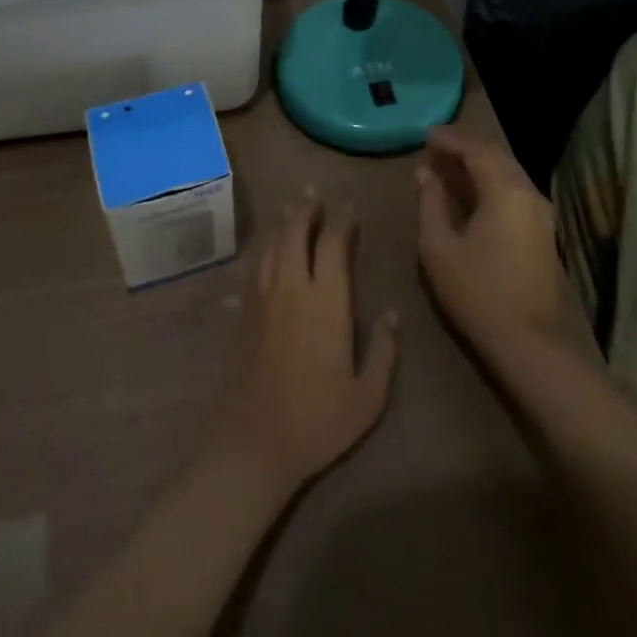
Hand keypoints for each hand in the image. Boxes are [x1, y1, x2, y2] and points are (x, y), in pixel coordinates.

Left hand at [204, 191, 399, 501]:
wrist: (254, 443)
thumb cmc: (318, 420)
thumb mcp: (368, 395)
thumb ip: (384, 350)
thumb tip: (394, 313)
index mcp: (325, 301)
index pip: (332, 244)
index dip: (341, 221)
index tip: (349, 207)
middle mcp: (290, 288)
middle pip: (294, 234)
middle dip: (305, 210)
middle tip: (313, 193)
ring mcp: (261, 300)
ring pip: (270, 247)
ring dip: (281, 224)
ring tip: (290, 209)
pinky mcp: (242, 315)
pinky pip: (252, 271)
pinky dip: (260, 254)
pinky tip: (261, 255)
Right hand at [416, 125, 593, 367]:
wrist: (530, 343)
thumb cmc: (478, 292)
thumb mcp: (439, 247)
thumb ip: (430, 203)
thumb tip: (424, 173)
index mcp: (505, 190)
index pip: (476, 148)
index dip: (449, 138)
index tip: (424, 136)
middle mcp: (528, 192)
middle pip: (496, 155)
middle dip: (464, 147)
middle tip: (433, 148)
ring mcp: (540, 212)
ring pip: (507, 172)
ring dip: (477, 165)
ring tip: (446, 168)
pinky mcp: (542, 231)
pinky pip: (513, 190)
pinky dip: (489, 182)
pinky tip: (469, 193)